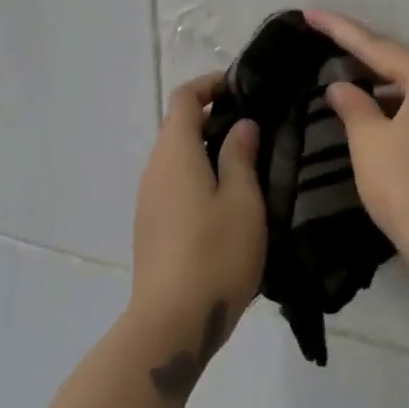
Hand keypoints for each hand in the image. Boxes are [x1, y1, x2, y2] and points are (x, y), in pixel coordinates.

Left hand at [130, 73, 265, 338]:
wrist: (172, 322)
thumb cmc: (215, 254)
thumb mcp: (243, 201)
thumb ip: (241, 157)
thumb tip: (241, 125)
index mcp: (175, 154)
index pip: (184, 99)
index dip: (210, 85)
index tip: (243, 88)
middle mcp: (154, 169)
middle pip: (179, 127)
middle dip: (215, 117)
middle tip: (259, 126)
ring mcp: (149, 200)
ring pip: (178, 158)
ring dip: (209, 149)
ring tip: (251, 161)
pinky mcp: (152, 226)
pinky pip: (176, 184)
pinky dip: (200, 175)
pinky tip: (230, 198)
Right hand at [305, 10, 408, 278]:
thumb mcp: (371, 143)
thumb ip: (353, 107)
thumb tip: (341, 87)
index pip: (377, 47)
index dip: (340, 30)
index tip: (310, 14)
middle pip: (399, 64)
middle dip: (360, 55)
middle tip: (323, 42)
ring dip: (377, 85)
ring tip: (341, 77)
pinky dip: (393, 108)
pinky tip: (372, 115)